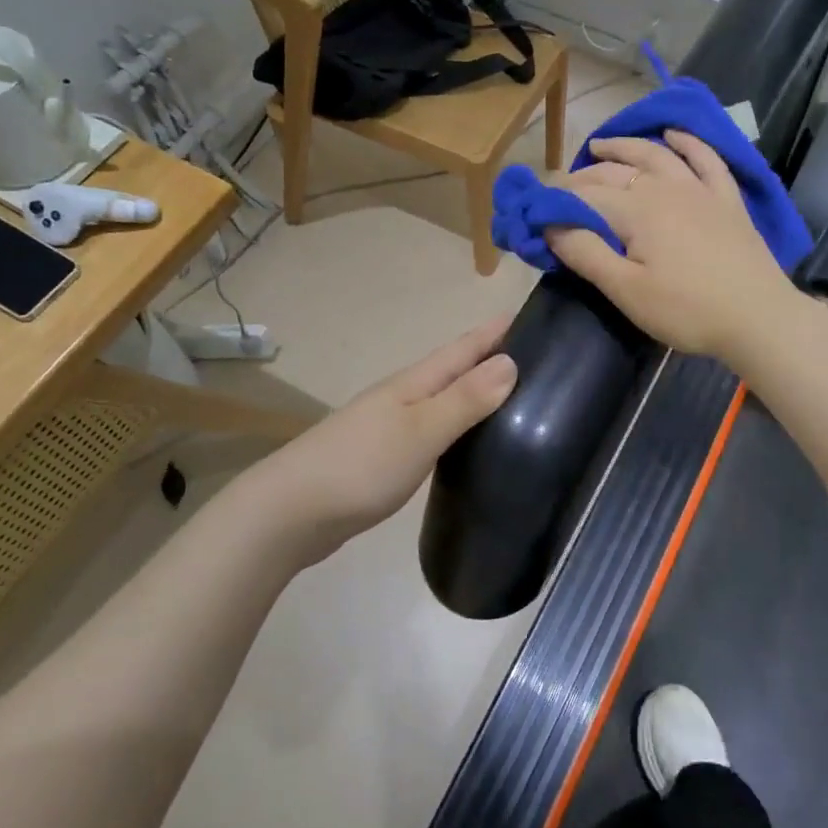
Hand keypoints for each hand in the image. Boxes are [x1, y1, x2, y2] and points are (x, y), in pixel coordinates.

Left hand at [240, 319, 516, 563]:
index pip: (464, 347)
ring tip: (512, 396)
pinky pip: (432, 429)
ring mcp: (390, 426)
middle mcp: (404, 397)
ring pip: (443, 400)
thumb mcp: (421, 430)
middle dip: (490, 358)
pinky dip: (456, 426)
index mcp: (414, 383)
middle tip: (536, 359)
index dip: (495, 332)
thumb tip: (512, 362)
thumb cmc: (361, 465)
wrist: (291, 513)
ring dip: (474, 393)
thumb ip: (465, 399)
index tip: (532, 315)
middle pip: (454, 370)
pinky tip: (467, 442)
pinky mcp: (384, 457)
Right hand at [546, 131, 801, 364]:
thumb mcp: (626, 290)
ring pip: (656, 155)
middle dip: (584, 176)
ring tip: (602, 145)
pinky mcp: (727, 199)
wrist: (759, 318)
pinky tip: (675, 134)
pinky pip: (706, 159)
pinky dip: (688, 142)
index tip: (537, 209)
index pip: (586, 195)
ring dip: (626, 146)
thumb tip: (549, 224)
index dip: (558, 200)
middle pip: (616, 171)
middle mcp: (665, 187)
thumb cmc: (686, 311)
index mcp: (636, 209)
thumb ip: (585, 253)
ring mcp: (700, 189)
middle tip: (563, 188)